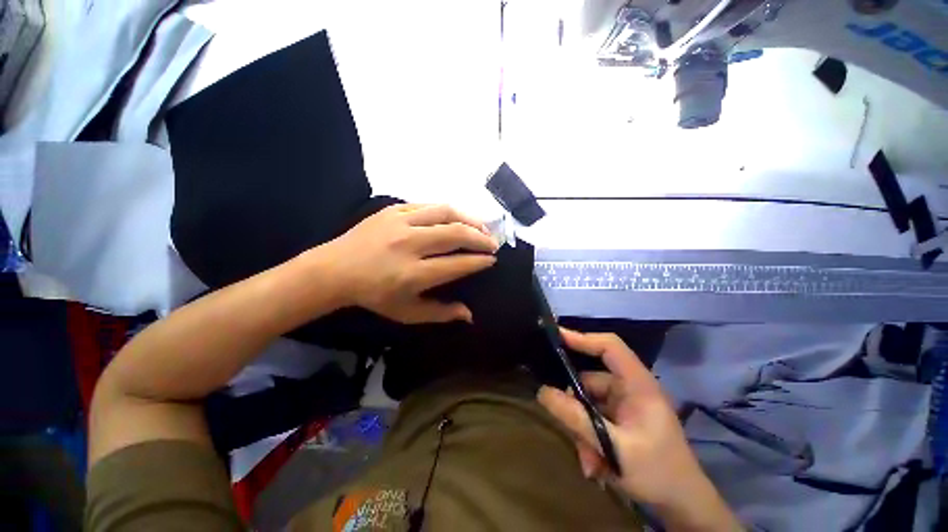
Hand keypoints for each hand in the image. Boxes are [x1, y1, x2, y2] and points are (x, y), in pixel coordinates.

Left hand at [320, 204, 498, 323]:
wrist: (335, 270)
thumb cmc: (373, 296)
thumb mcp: (407, 313)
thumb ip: (440, 313)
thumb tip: (470, 314)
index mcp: (413, 274)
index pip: (457, 265)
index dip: (479, 261)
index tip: (492, 260)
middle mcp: (409, 245)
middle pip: (456, 235)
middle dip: (481, 238)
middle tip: (493, 243)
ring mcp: (400, 223)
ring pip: (445, 213)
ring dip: (469, 219)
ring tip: (482, 226)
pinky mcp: (393, 210)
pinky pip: (428, 206)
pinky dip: (448, 211)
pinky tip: (457, 217)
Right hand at [537, 330, 741, 530]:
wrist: (683, 504)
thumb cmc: (658, 472)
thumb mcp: (613, 447)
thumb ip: (576, 418)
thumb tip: (543, 392)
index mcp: (638, 384)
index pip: (609, 346)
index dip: (583, 338)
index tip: (555, 338)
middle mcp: (629, 388)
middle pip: (590, 381)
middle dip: (577, 408)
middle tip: (569, 431)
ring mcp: (625, 404)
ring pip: (589, 403)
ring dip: (583, 430)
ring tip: (590, 461)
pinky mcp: (621, 418)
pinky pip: (595, 418)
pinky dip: (590, 437)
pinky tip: (596, 464)